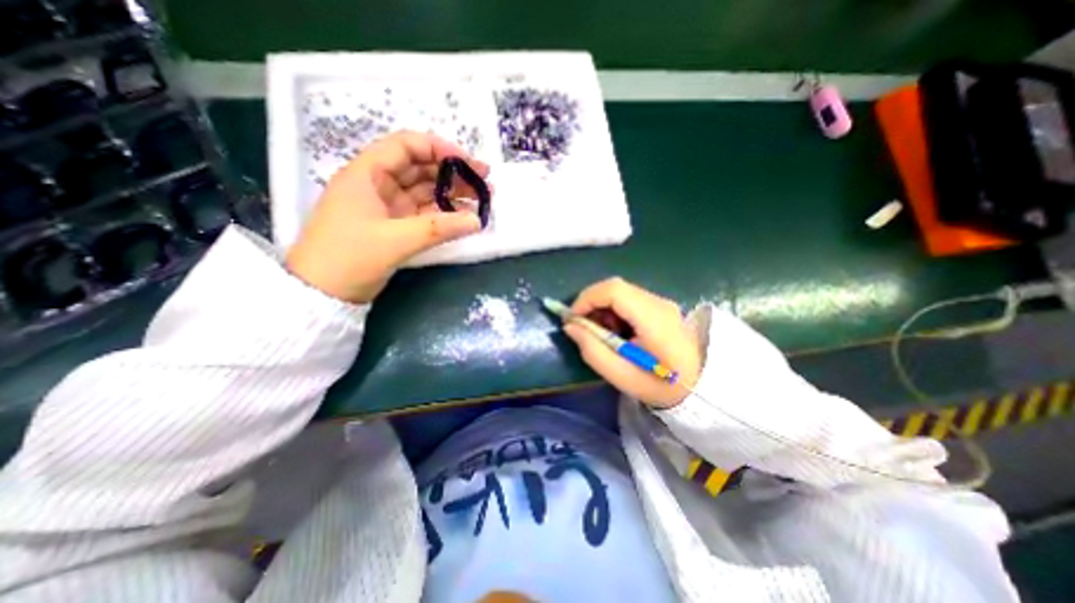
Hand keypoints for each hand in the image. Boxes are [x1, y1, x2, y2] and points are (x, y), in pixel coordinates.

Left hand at [283, 130, 490, 303]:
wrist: (323, 293)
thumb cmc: (349, 257)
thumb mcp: (395, 241)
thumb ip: (438, 229)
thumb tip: (476, 221)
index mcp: (367, 174)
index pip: (406, 146)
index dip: (438, 149)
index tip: (468, 163)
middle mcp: (378, 185)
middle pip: (420, 168)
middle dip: (453, 173)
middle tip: (485, 182)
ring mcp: (387, 207)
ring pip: (425, 192)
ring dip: (452, 194)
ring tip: (481, 199)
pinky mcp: (394, 226)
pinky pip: (424, 213)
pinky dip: (444, 214)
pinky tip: (463, 217)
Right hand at [563, 278, 705, 408]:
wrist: (701, 387)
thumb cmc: (660, 385)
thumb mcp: (621, 376)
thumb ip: (592, 350)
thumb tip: (570, 326)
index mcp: (653, 319)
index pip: (614, 290)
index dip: (587, 298)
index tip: (572, 318)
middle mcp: (658, 303)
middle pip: (616, 287)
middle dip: (592, 302)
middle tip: (582, 326)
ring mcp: (661, 303)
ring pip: (621, 292)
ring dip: (602, 307)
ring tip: (600, 332)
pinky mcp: (660, 307)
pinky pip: (629, 299)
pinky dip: (613, 310)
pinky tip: (615, 331)